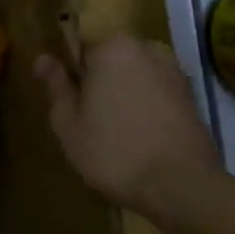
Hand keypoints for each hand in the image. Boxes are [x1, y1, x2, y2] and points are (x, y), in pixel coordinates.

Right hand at [36, 35, 219, 220]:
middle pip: (110, 60)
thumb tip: (42, 58)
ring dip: (123, 95)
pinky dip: (146, 107)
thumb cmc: (113, 151)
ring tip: (115, 132)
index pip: (79, 48)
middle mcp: (147, 48)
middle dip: (99, 83)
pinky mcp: (192, 96)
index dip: (71, 76)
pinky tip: (139, 137)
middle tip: (89, 121)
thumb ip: (56, 85)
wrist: (181, 186)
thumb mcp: (68, 122)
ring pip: (135, 76)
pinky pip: (156, 92)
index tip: (69, 103)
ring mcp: (174, 71)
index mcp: (112, 47)